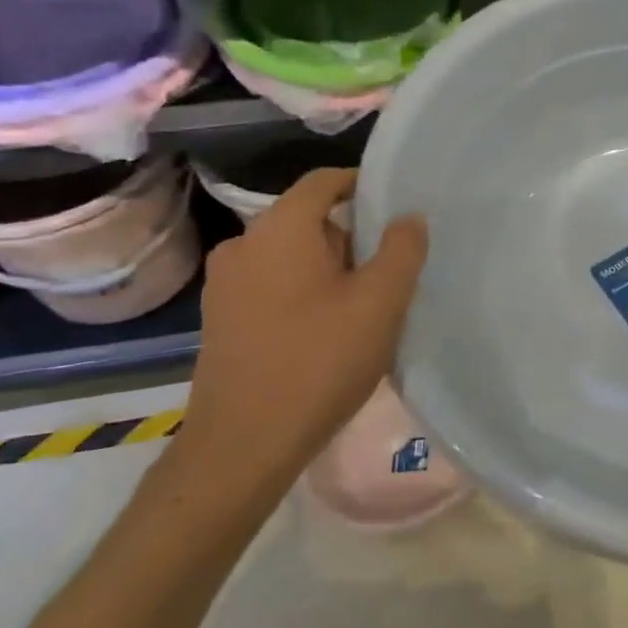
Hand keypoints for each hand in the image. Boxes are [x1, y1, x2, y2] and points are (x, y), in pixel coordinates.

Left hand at [172, 168, 426, 509]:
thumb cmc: (319, 361)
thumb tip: (407, 217)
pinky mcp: (220, 320)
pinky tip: (326, 332)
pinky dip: (302, 292)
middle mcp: (243, 245)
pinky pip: (271, 285)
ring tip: (363, 305)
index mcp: (279, 228)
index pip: (323, 181)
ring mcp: (224, 285)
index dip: (362, 185)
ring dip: (328, 268)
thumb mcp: (381, 302)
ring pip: (290, 256)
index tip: (396, 208)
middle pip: (308, 220)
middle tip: (389, 269)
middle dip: (351, 237)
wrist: (244, 445)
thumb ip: (402, 249)